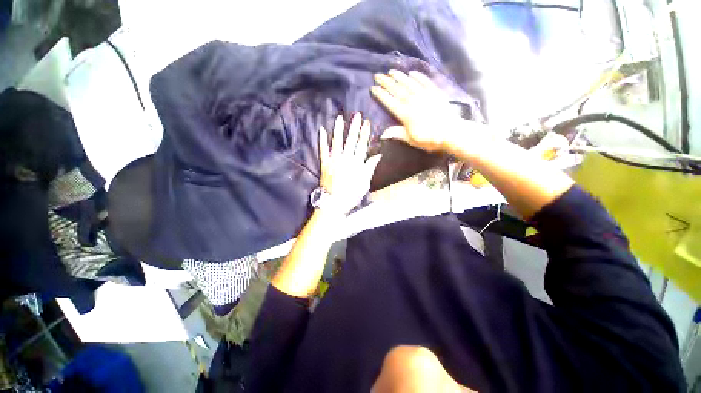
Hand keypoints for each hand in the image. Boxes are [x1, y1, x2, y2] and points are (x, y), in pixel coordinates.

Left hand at [319, 113, 381, 214]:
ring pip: (337, 141)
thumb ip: (370, 167)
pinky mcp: (324, 164)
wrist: (334, 203)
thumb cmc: (351, 195)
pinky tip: (321, 130)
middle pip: (351, 140)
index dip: (365, 133)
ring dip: (338, 129)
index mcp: (356, 163)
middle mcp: (345, 159)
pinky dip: (322, 140)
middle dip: (354, 127)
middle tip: (357, 115)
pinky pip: (323, 150)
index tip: (367, 123)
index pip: (362, 145)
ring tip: (340, 118)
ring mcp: (334, 160)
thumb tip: (377, 155)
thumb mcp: (365, 183)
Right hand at [371, 70, 478, 152]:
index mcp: (405, 114)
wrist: (452, 133)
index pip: (390, 102)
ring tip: (391, 71)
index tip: (373, 88)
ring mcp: (425, 95)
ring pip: (409, 83)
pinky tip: (412, 72)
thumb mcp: (411, 140)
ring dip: (399, 76)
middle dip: (386, 82)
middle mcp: (413, 102)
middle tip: (378, 75)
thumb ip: (397, 134)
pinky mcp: (435, 92)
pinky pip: (425, 81)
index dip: (381, 95)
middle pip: (397, 89)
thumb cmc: (430, 139)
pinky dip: (418, 76)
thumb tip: (382, 134)